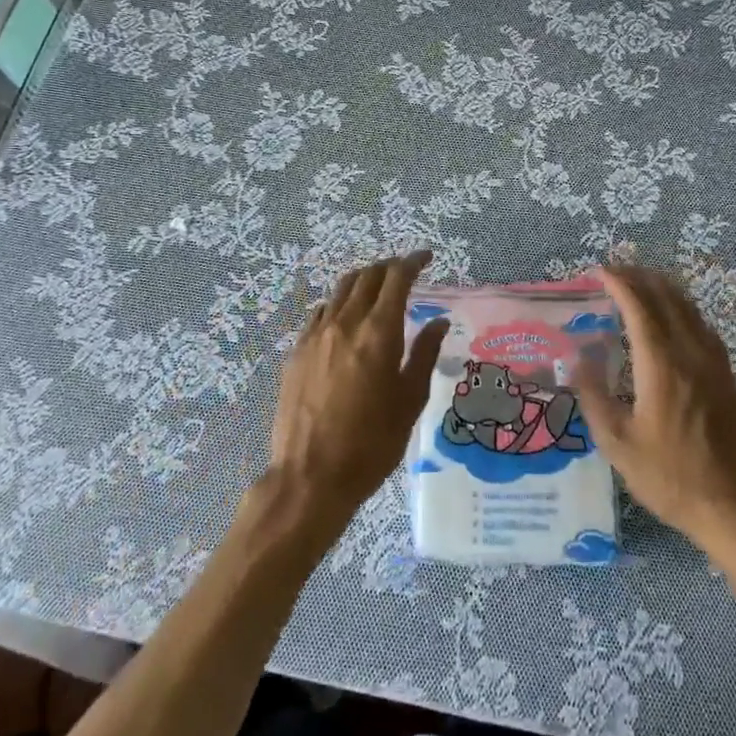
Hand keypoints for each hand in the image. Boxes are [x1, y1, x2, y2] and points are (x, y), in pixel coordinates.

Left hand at [261, 251, 448, 539]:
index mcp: (378, 333)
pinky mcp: (297, 351)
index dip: (413, 262)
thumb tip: (437, 321)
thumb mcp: (409, 401)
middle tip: (405, 271)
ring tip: (377, 288)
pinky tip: (346, 317)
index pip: (396, 278)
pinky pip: (322, 312)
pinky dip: (340, 303)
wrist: (310, 477)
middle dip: (388, 267)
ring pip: (341, 290)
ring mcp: (316, 335)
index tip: (426, 258)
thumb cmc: (371, 444)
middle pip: (366, 276)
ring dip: (363, 280)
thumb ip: (424, 354)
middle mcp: (345, 323)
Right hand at [576, 265, 735, 563]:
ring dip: (661, 288)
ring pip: (687, 306)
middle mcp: (690, 352)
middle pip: (666, 297)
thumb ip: (594, 396)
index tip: (598, 271)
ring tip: (637, 284)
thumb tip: (576, 358)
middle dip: (638, 277)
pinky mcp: (727, 375)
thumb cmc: (672, 478)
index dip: (619, 283)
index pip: (639, 306)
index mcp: (662, 364)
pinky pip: (700, 324)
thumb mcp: (618, 444)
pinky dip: (680, 307)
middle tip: (613, 272)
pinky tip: (670, 318)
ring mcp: (714, 362)